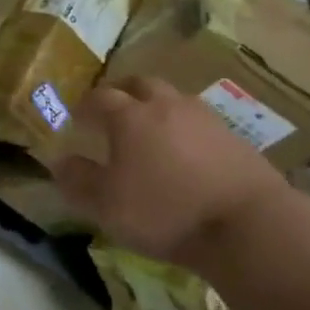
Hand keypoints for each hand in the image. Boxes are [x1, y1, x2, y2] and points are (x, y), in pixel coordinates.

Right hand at [53, 77, 292, 264]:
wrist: (249, 224)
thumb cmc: (166, 212)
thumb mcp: (107, 206)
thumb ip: (79, 181)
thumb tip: (60, 161)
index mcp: (129, 117)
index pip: (99, 98)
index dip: (84, 106)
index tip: (77, 119)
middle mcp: (164, 106)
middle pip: (139, 84)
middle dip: (122, 92)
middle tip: (114, 111)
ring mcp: (203, 117)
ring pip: (172, 98)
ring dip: (157, 107)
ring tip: (152, 130)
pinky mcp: (233, 137)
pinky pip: (199, 121)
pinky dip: (186, 128)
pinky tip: (187, 152)